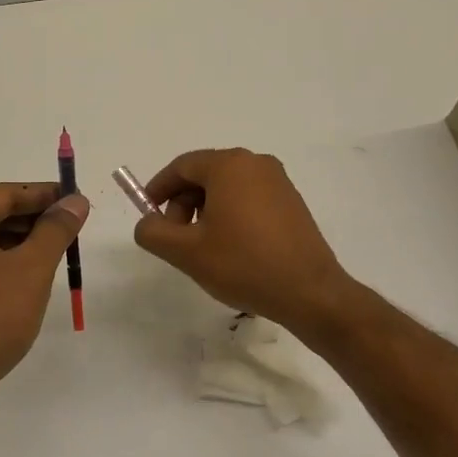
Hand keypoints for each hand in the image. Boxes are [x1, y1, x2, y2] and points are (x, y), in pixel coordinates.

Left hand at [0, 181, 90, 396]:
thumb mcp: (33, 267)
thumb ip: (56, 229)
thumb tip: (75, 200)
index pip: (6, 193)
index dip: (44, 193)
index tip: (75, 198)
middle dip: (34, 216)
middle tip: (72, 224)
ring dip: (23, 238)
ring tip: (58, 248)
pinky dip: (6, 258)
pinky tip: (32, 273)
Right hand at [135, 148, 353, 335]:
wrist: (309, 292)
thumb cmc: (243, 264)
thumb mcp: (185, 251)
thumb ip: (153, 232)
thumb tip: (148, 223)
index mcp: (229, 166)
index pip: (181, 166)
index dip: (158, 189)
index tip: (148, 215)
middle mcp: (256, 164)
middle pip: (204, 175)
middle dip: (182, 204)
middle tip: (176, 240)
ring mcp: (278, 182)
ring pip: (226, 188)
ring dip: (205, 212)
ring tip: (202, 249)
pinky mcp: (292, 203)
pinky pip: (248, 199)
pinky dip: (229, 216)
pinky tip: (230, 249)